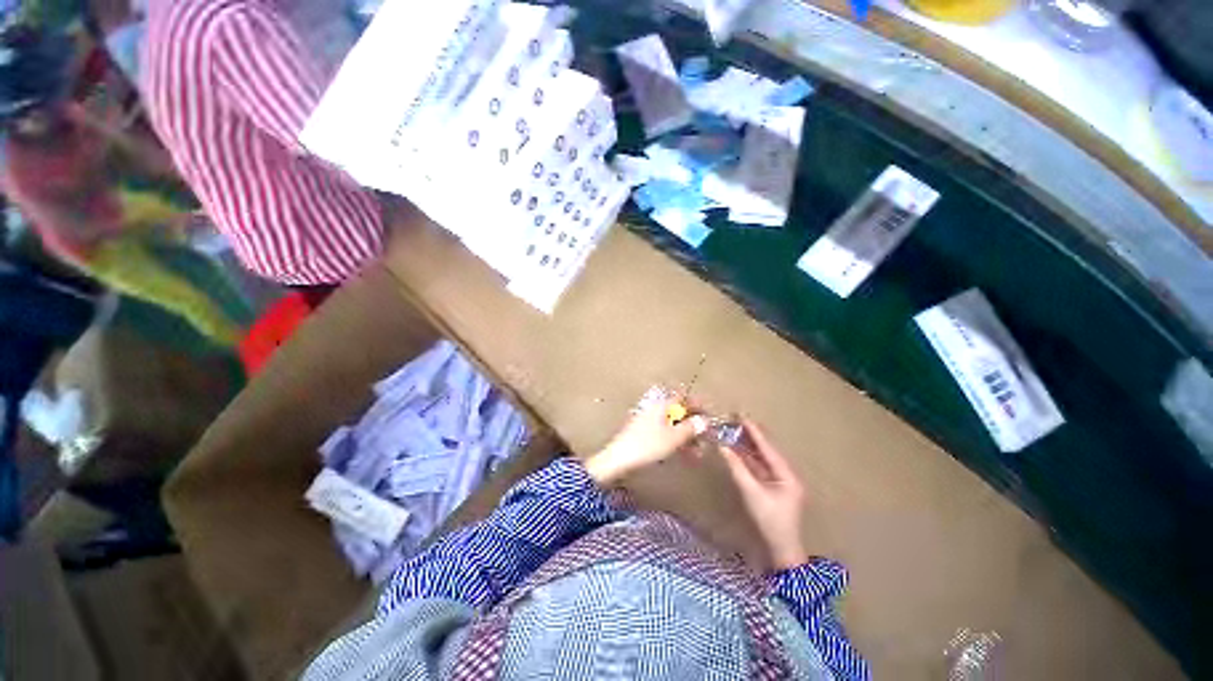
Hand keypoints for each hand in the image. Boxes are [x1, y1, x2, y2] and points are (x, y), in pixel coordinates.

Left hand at [585, 396, 706, 484]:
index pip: (684, 398)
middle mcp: (655, 408)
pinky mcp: (643, 433)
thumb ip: (690, 428)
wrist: (618, 459)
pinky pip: (664, 433)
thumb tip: (705, 420)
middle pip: (679, 412)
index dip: (698, 406)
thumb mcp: (673, 438)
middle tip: (705, 440)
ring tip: (697, 452)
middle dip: (693, 425)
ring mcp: (648, 420)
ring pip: (672, 424)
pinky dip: (675, 441)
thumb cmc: (648, 445)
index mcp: (662, 404)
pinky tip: (683, 454)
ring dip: (686, 436)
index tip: (710, 418)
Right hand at [719, 419, 808, 570]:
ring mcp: (781, 481)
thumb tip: (723, 447)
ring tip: (735, 430)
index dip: (754, 432)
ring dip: (749, 445)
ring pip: (763, 458)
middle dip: (751, 435)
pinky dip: (749, 458)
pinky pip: (760, 467)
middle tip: (736, 419)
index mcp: (787, 474)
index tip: (741, 416)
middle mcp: (786, 474)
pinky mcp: (774, 487)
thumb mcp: (751, 493)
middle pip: (767, 450)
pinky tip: (738, 450)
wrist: (781, 550)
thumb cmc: (769, 521)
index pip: (767, 448)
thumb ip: (737, 468)